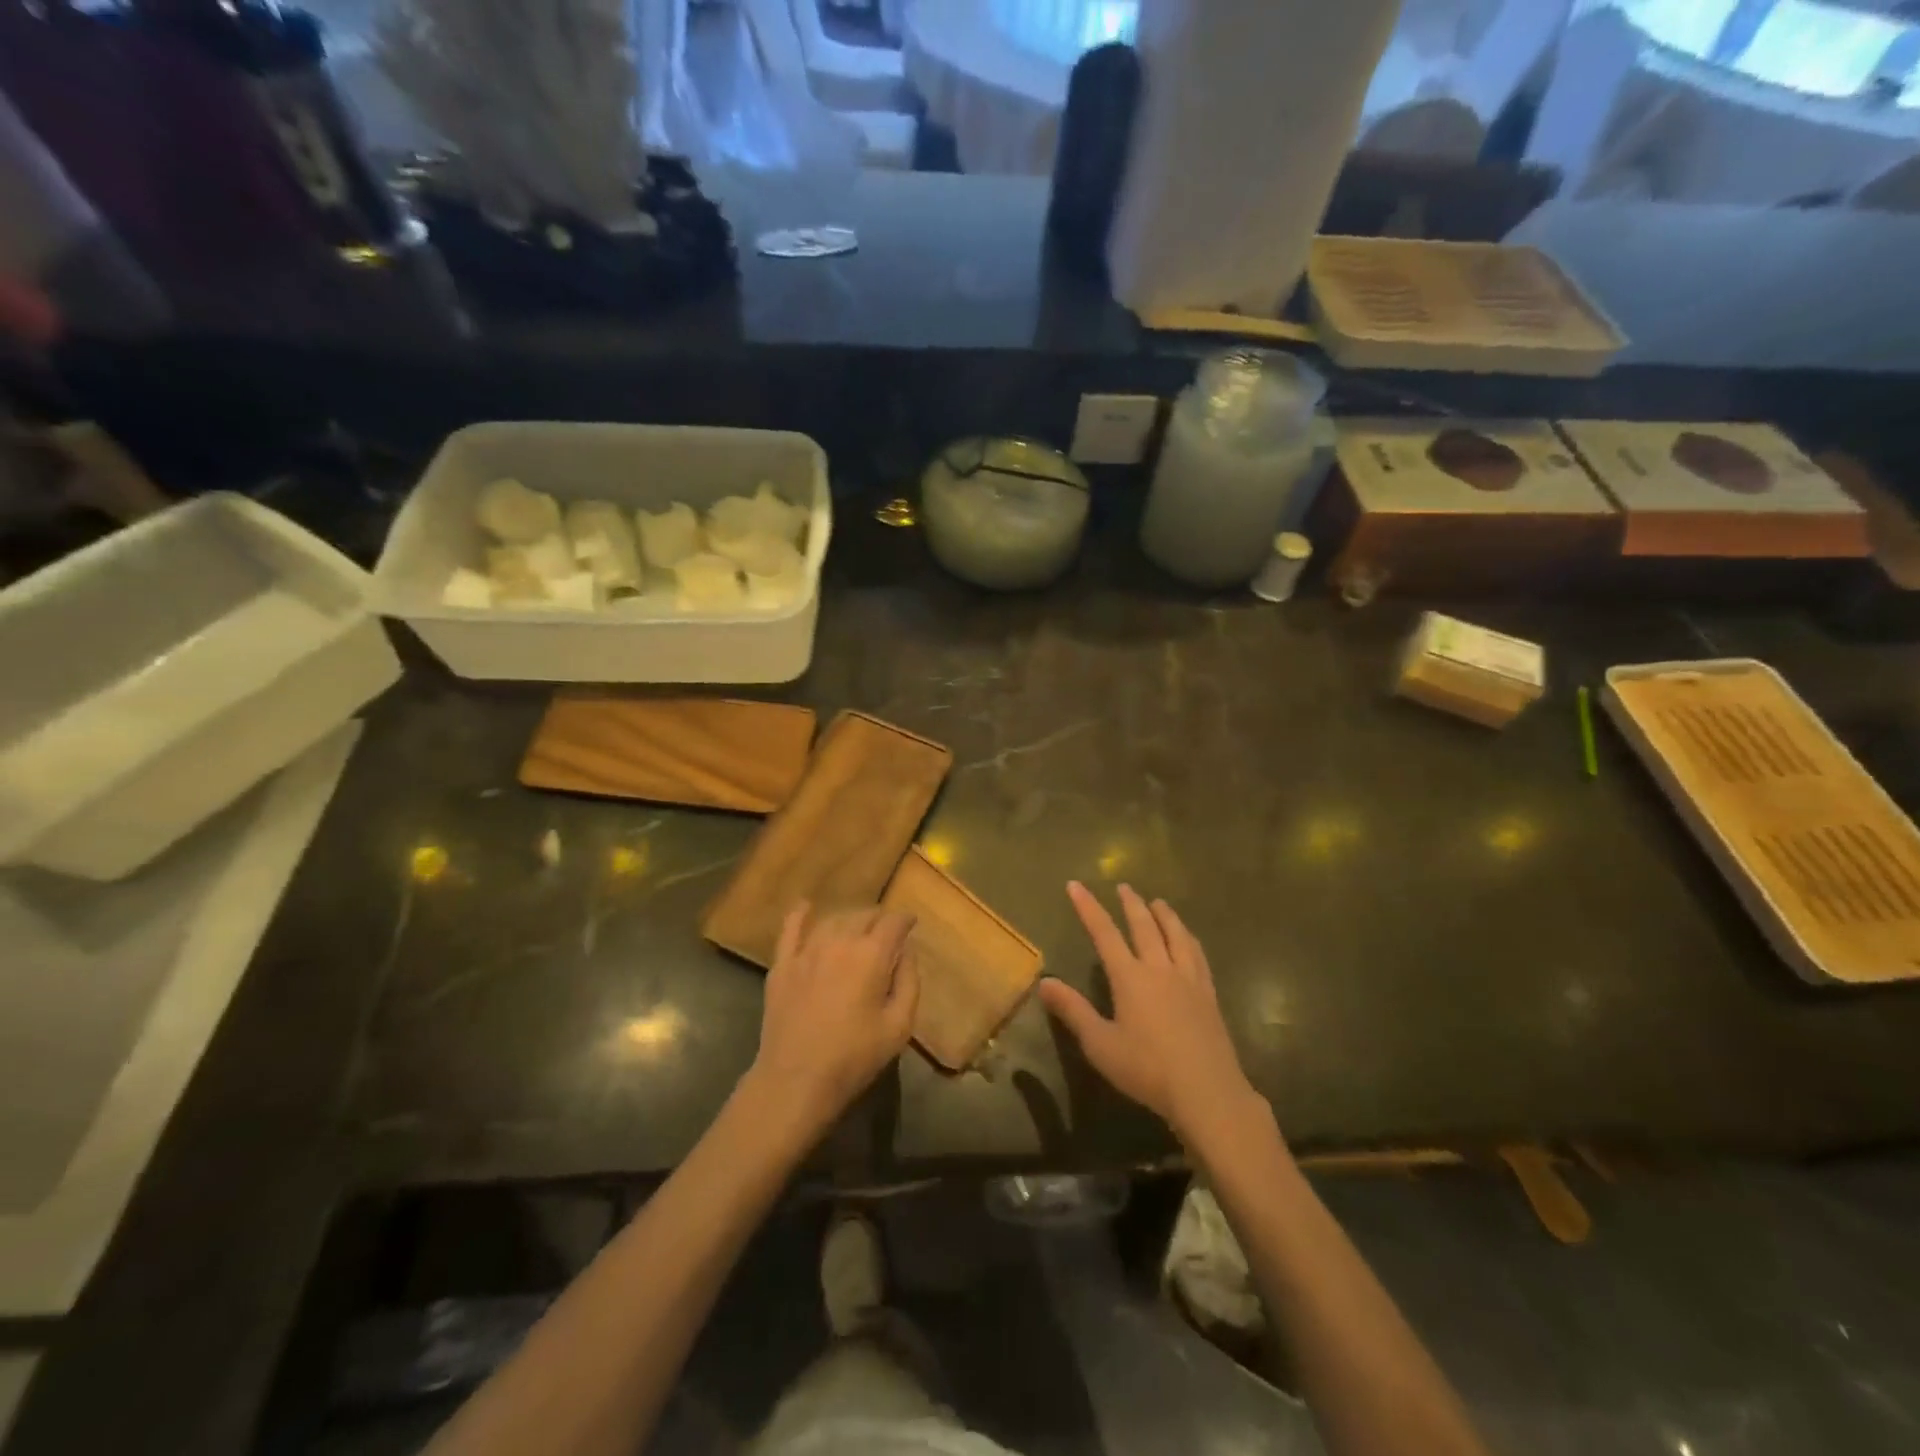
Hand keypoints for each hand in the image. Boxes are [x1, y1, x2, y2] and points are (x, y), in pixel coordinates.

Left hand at [748, 904, 918, 1134]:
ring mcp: (807, 951)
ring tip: (857, 928)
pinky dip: (800, 915)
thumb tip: (906, 951)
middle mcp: (839, 942)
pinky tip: (805, 906)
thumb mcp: (899, 1026)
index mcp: (871, 955)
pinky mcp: (782, 965)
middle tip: (887, 932)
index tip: (911, 923)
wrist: (795, 1080)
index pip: (893, 923)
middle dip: (879, 919)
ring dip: (849, 920)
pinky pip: (791, 930)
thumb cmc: (854, 1057)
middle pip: (863, 916)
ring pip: (833, 920)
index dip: (905, 919)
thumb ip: (909, 982)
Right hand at [1040, 883, 1270, 1149]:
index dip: (1088, 907)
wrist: (1207, 1091)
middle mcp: (1160, 968)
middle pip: (1144, 926)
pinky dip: (1189, 938)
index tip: (1076, 885)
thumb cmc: (1147, 1069)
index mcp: (1130, 977)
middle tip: (1124, 886)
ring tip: (1158, 902)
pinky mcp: (1209, 994)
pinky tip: (1189, 939)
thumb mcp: (1100, 1044)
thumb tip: (1044, 982)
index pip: (1104, 933)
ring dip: (1165, 914)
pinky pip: (1198, 955)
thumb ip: (1073, 1011)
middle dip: (1131, 904)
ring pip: (1176, 935)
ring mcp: (1189, 979)